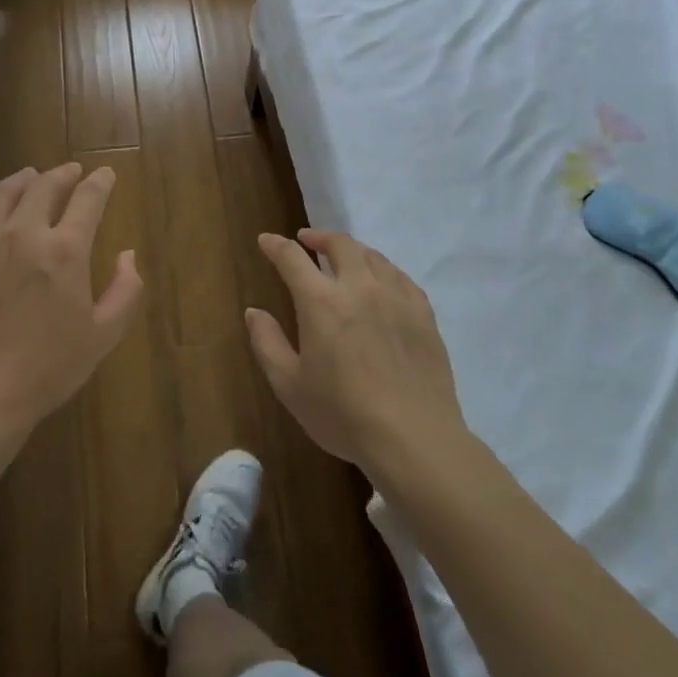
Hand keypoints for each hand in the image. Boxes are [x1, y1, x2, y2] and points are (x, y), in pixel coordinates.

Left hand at [0, 163, 143, 445]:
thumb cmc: (45, 370)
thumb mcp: (102, 337)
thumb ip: (124, 291)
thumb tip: (128, 255)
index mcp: (64, 251)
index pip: (87, 199)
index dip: (99, 183)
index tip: (105, 174)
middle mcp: (22, 233)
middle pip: (43, 186)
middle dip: (62, 174)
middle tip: (69, 171)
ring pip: (1, 194)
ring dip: (20, 180)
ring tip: (28, 176)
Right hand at [246, 229, 466, 480]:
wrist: (415, 439)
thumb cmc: (343, 415)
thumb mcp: (290, 386)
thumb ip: (267, 343)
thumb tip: (254, 312)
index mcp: (321, 302)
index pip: (292, 258)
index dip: (275, 245)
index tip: (266, 240)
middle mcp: (359, 288)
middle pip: (339, 244)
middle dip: (318, 237)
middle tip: (307, 241)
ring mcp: (396, 297)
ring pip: (372, 256)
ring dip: (352, 250)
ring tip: (343, 259)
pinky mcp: (423, 314)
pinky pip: (401, 277)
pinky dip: (383, 270)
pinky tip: (381, 282)